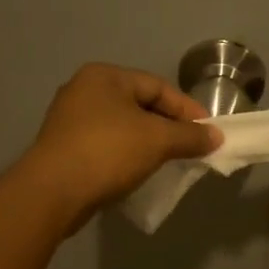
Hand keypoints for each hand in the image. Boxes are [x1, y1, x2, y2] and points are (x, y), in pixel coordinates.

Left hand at [23, 64, 221, 224]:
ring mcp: (69, 119)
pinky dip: (126, 154)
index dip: (187, 109)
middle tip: (191, 146)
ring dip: (147, 141)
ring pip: (122, 126)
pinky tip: (138, 171)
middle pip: (139, 104)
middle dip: (168, 126)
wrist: (52, 192)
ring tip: (168, 160)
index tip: (208, 132)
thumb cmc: (107, 152)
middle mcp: (83, 90)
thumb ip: (189, 136)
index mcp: (105, 76)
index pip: (158, 86)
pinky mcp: (63, 147)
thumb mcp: (157, 140)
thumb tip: (215, 137)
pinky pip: (105, 144)